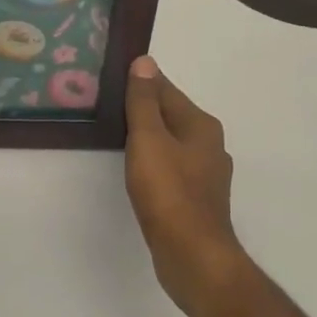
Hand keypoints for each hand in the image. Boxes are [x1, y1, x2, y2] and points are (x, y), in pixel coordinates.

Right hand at [123, 57, 251, 316]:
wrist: (192, 255)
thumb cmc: (169, 193)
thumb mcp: (149, 139)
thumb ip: (144, 102)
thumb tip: (145, 61)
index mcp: (201, 125)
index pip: (165, 90)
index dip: (139, 82)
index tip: (111, 77)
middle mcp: (209, 144)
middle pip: (170, 115)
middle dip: (143, 108)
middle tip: (106, 105)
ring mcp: (205, 174)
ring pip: (171, 143)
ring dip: (148, 136)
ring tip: (116, 135)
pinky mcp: (196, 199)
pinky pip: (171, 168)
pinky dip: (153, 162)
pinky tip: (137, 171)